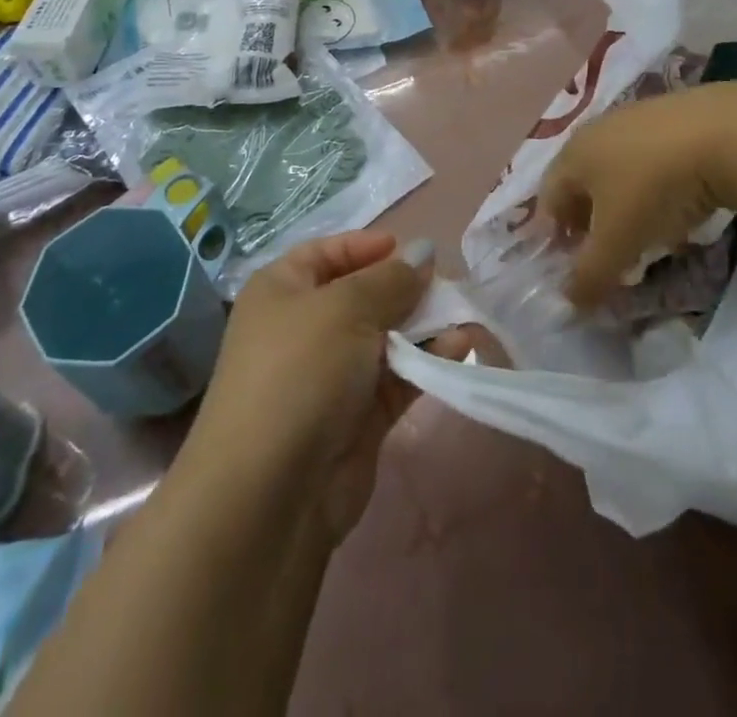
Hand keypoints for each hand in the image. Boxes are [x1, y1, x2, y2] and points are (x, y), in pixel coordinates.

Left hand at [181, 230, 471, 542]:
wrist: (271, 491)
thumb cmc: (300, 370)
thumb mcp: (346, 308)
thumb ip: (391, 279)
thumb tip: (423, 251)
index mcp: (282, 291)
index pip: (326, 253)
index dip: (365, 245)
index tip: (409, 247)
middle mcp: (303, 327)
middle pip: (361, 295)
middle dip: (404, 287)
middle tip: (447, 283)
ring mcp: (330, 375)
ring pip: (384, 338)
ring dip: (423, 326)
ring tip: (465, 313)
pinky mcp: (357, 418)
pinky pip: (397, 378)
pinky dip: (427, 363)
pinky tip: (461, 349)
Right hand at [540, 83, 736, 308]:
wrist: (726, 133)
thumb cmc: (655, 188)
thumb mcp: (619, 240)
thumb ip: (590, 274)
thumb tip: (570, 301)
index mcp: (572, 155)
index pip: (548, 200)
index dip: (556, 237)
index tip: (576, 267)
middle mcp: (596, 131)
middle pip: (582, 184)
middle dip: (592, 223)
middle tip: (611, 254)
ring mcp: (635, 119)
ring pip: (618, 171)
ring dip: (626, 206)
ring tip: (650, 235)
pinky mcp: (674, 116)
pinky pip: (652, 161)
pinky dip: (657, 188)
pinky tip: (681, 206)